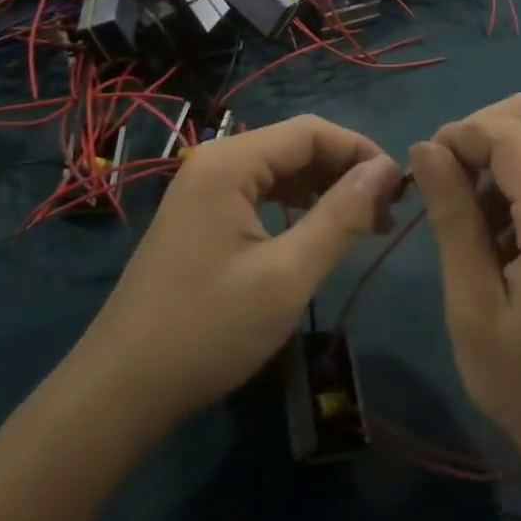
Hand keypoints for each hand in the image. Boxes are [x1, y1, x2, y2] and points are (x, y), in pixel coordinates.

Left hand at [80, 116, 401, 431]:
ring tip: (363, 225)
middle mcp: (215, 160)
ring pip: (279, 170)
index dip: (361, 152)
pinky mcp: (200, 216)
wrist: (120, 390)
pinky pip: (259, 193)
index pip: (312, 131)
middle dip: (345, 172)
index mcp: (230, 162)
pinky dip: (295, 206)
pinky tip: (316, 234)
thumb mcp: (287, 276)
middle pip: (295, 146)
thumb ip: (340, 216)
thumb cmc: (208, 330)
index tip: (400, 190)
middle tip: (385, 215)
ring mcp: (203, 188)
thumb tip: (387, 170)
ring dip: (323, 189)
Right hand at [410, 95, 520, 512]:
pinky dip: (517, 178)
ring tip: (473, 227)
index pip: (503, 128)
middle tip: (447, 195)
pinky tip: (503, 240)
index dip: (455, 137)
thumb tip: (424, 148)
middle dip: (476, 136)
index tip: (425, 181)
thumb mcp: (475, 311)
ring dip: (496, 158)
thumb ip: (452, 219)